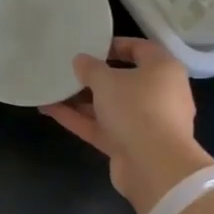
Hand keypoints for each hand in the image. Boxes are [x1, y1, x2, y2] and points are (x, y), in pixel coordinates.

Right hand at [42, 37, 213, 213]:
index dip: (114, 45)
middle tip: (67, 69)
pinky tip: (51, 110)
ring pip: (110, 106)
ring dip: (81, 100)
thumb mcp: (107, 80)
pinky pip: (103, 127)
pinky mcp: (130, 145)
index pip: (140, 49)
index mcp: (163, 70)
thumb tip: (81, 60)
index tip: (89, 46)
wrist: (155, 167)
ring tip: (52, 89)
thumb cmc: (136, 109)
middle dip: (93, 77)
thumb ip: (90, 68)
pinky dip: (80, 119)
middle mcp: (159, 94)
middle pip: (123, 80)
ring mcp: (145, 123)